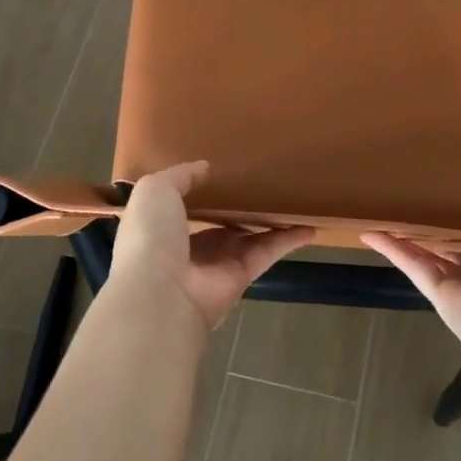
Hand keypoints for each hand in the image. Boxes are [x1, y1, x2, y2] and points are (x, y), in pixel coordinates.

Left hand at [109, 162, 313, 331]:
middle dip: (239, 207)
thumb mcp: (155, 190)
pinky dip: (288, 240)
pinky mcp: (242, 276)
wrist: (161, 293)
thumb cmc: (151, 236)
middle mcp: (189, 248)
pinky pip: (268, 252)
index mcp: (162, 228)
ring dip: (269, 221)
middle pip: (220, 224)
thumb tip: (204, 167)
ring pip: (249, 237)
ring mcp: (217, 264)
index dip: (201, 193)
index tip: (224, 173)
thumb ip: (180, 176)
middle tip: (264, 183)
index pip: (184, 208)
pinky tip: (309, 226)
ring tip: (292, 200)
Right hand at [363, 184, 460, 362]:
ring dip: (408, 232)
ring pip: (430, 251)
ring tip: (385, 208)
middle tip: (414, 192)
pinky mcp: (438, 295)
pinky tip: (371, 233)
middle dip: (438, 220)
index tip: (455, 185)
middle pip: (457, 239)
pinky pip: (413, 267)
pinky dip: (392, 250)